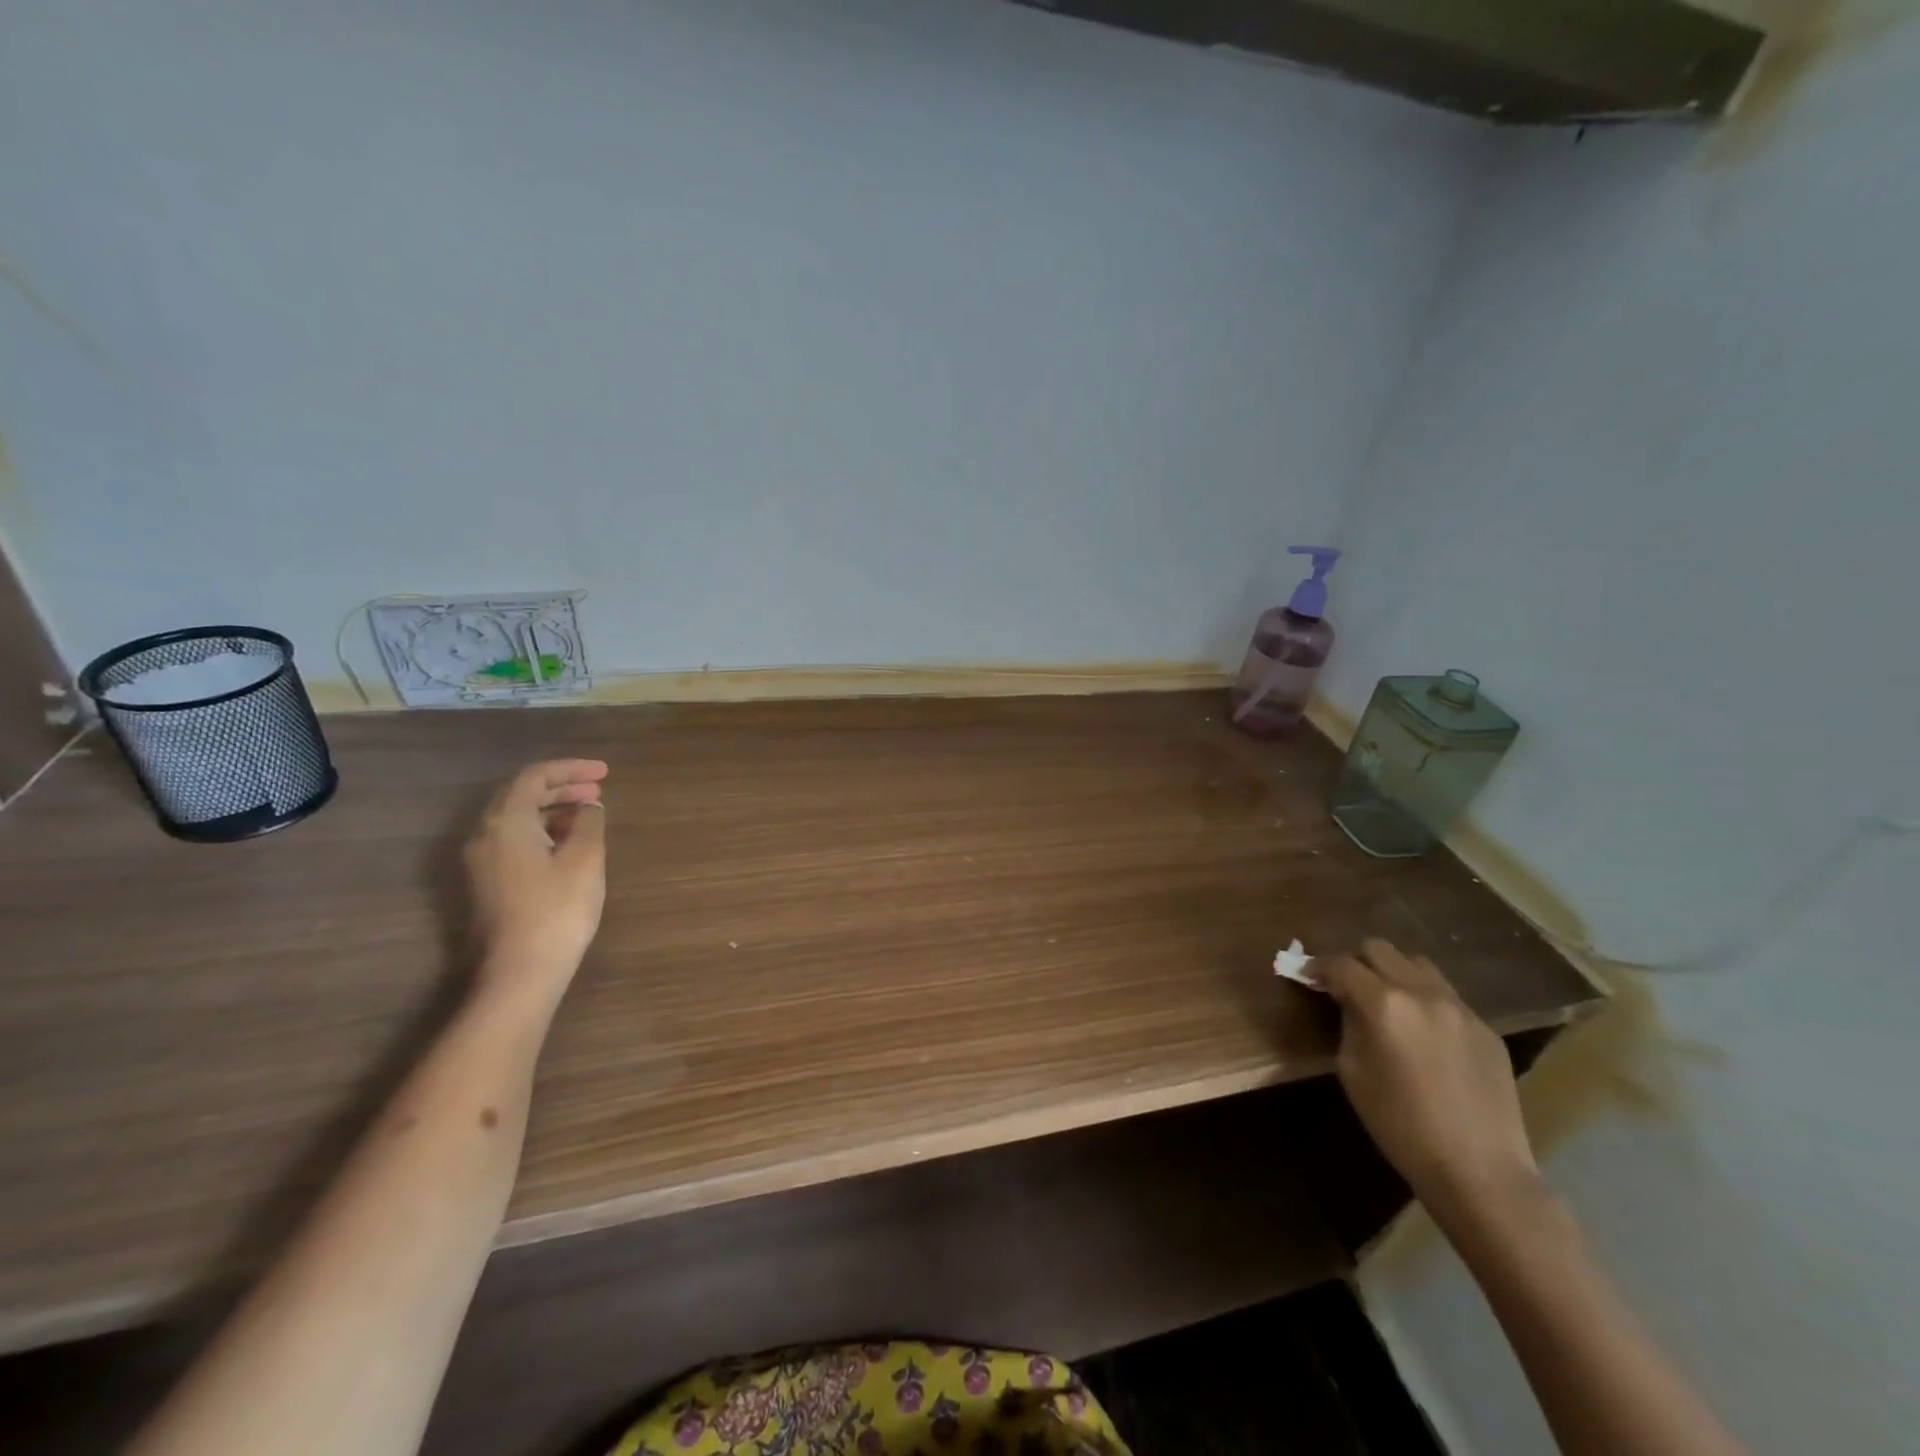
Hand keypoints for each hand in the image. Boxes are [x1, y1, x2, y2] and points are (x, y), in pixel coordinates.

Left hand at [463, 759, 609, 1003]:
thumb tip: (589, 808)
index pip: (534, 777)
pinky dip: (543, 831)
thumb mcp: (584, 859)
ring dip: (552, 810)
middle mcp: (484, 836)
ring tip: (589, 815)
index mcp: (505, 822)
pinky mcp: (487, 884)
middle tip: (599, 790)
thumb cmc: (556, 910)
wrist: (520, 972)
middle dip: (561, 787)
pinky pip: (514, 841)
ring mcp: (481, 863)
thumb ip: (588, 823)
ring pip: (516, 820)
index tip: (605, 773)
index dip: (571, 769)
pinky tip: (568, 844)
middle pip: (520, 796)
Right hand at [1313, 939, 1538, 1213]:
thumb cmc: (1400, 1125)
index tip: (1306, 975)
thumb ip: (1348, 1024)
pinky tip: (1423, 1034)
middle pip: (1379, 949)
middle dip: (1355, 962)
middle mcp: (1422, 992)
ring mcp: (1460, 1007)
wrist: (1479, 1171)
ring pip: (1417, 964)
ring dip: (1393, 973)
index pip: (1340, 964)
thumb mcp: (1353, 1072)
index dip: (1317, 966)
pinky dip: (1424, 1000)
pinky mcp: (1486, 1027)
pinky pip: (1446, 995)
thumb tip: (1346, 1001)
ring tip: (1387, 1003)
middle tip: (1345, 987)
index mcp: (1383, 1004)